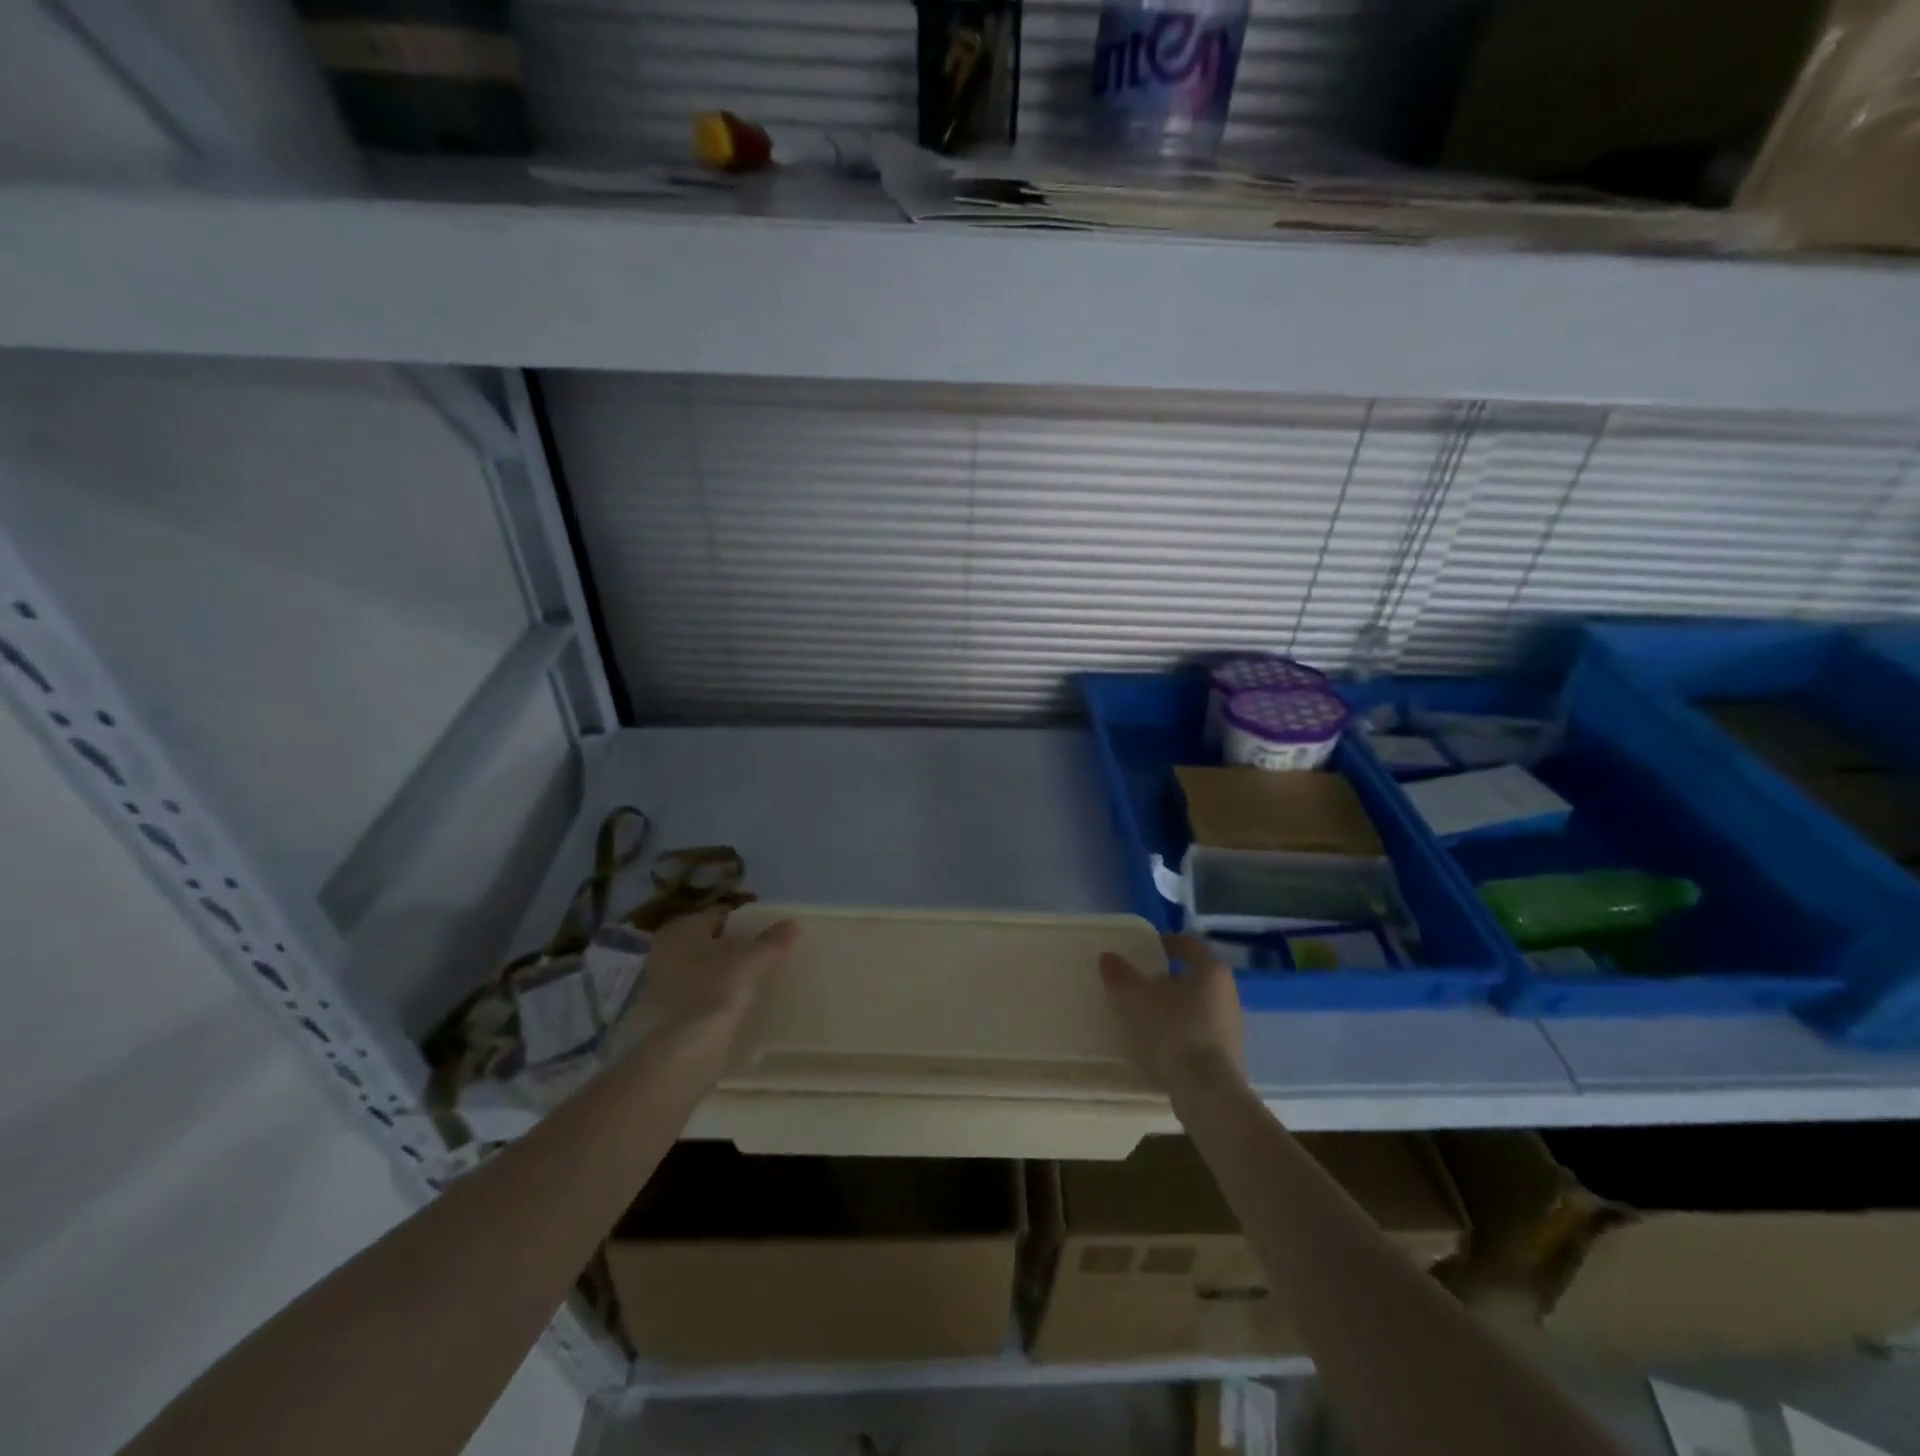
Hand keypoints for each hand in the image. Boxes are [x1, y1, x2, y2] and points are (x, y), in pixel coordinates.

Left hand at [620, 909, 798, 1083]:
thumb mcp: (754, 959)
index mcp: (682, 928)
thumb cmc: (719, 988)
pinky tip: (731, 1008)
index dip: (744, 923)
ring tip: (750, 984)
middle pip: (707, 943)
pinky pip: (693, 996)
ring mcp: (658, 984)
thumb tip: (793, 924)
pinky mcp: (660, 1014)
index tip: (765, 935)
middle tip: (759, 958)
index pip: (719, 915)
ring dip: (719, 974)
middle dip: (730, 949)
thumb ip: (774, 940)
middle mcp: (664, 950)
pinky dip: (710, 997)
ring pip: (698, 970)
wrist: (688, 1048)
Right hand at [1099, 933, 1246, 1091]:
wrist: (1207, 1091)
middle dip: (1168, 977)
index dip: (1166, 942)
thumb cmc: (1173, 1030)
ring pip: (1199, 1004)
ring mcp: (1232, 1024)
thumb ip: (1120, 974)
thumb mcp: (1136, 998)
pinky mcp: (1229, 1054)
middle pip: (1195, 975)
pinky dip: (1182, 1030)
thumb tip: (1108, 957)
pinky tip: (1162, 1043)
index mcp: (1210, 969)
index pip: (1188, 944)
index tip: (1146, 947)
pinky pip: (1201, 1031)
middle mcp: (1227, 991)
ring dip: (1175, 1006)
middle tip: (1141, 982)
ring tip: (1147, 1014)